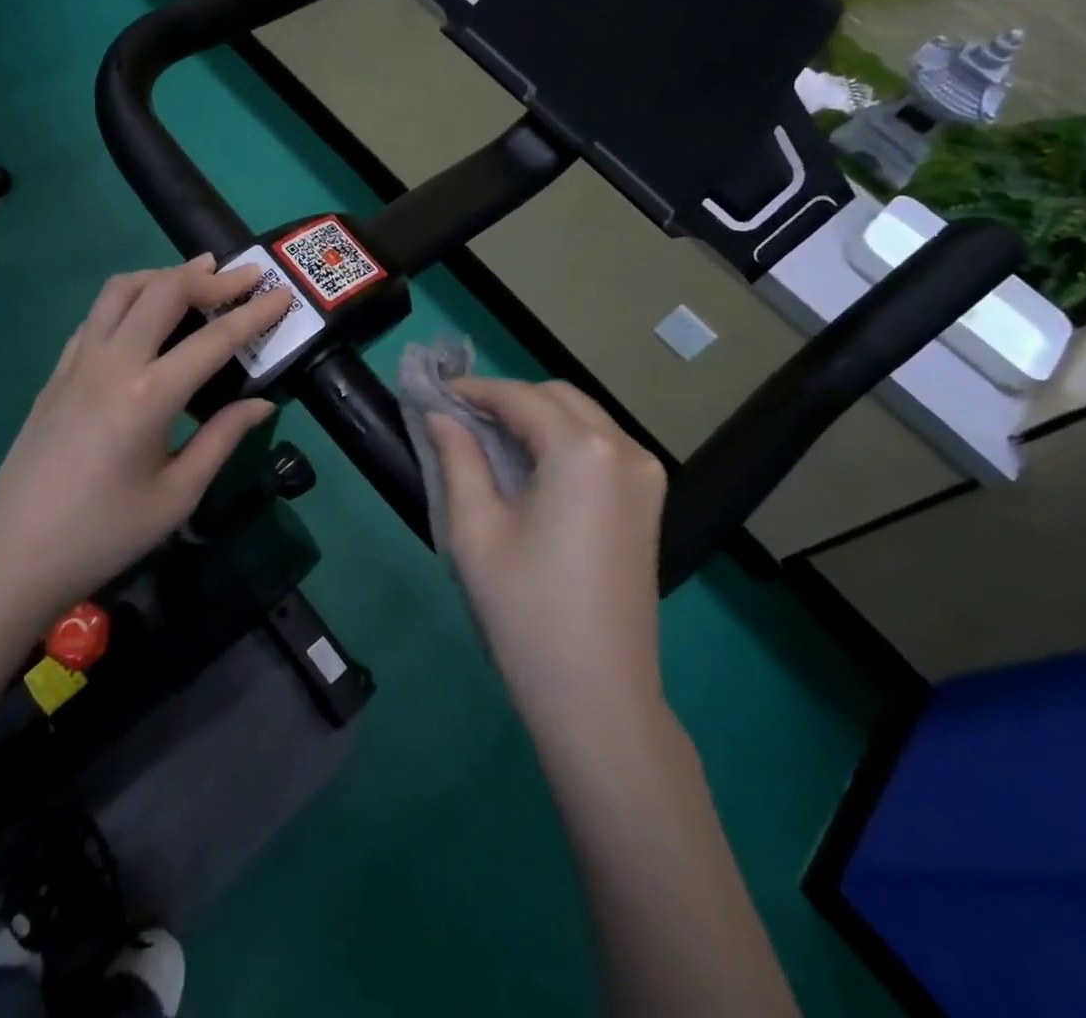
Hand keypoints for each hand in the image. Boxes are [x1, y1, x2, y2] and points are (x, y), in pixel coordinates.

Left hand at [0, 254, 295, 614]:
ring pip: (120, 290)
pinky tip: (143, 318)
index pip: (215, 339)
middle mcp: (112, 362)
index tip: (284, 294)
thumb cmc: (105, 534)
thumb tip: (263, 403)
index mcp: (149, 395)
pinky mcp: (56, 373)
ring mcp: (77, 362)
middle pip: (164, 291)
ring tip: (195, 277)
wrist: (14, 556)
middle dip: (211, 277)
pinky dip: (127, 300)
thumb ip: (222, 438)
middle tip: (245, 275)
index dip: (254, 314)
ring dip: (163, 275)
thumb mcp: (177, 494)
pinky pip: (95, 316)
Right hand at [427, 379, 667, 712]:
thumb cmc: (525, 610)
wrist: (597, 695)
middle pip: (558, 398)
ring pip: (584, 418)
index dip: (474, 390)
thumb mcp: (475, 529)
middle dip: (508, 398)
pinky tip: (530, 463)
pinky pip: (602, 446)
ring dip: (536, 416)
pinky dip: (563, 439)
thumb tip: (440, 415)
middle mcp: (625, 450)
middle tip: (459, 417)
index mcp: (582, 452)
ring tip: (487, 437)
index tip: (436, 393)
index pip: (520, 397)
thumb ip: (457, 458)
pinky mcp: (649, 502)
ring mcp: (646, 476)